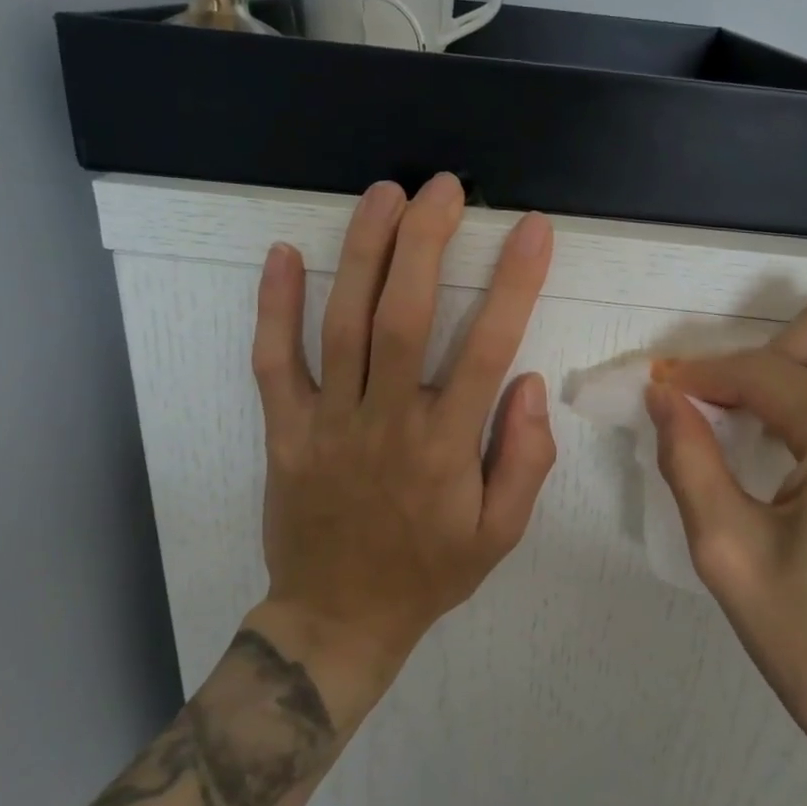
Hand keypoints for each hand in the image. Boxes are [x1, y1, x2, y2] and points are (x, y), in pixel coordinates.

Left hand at [252, 174, 556, 689]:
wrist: (339, 618)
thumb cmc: (429, 573)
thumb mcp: (501, 534)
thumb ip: (525, 460)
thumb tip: (531, 383)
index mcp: (446, 447)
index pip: (488, 349)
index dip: (514, 283)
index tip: (532, 229)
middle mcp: (386, 422)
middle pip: (404, 316)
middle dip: (427, 242)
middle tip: (444, 187)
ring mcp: (328, 423)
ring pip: (342, 325)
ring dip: (362, 252)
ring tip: (384, 194)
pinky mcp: (285, 432)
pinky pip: (274, 363)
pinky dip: (275, 308)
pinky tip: (283, 255)